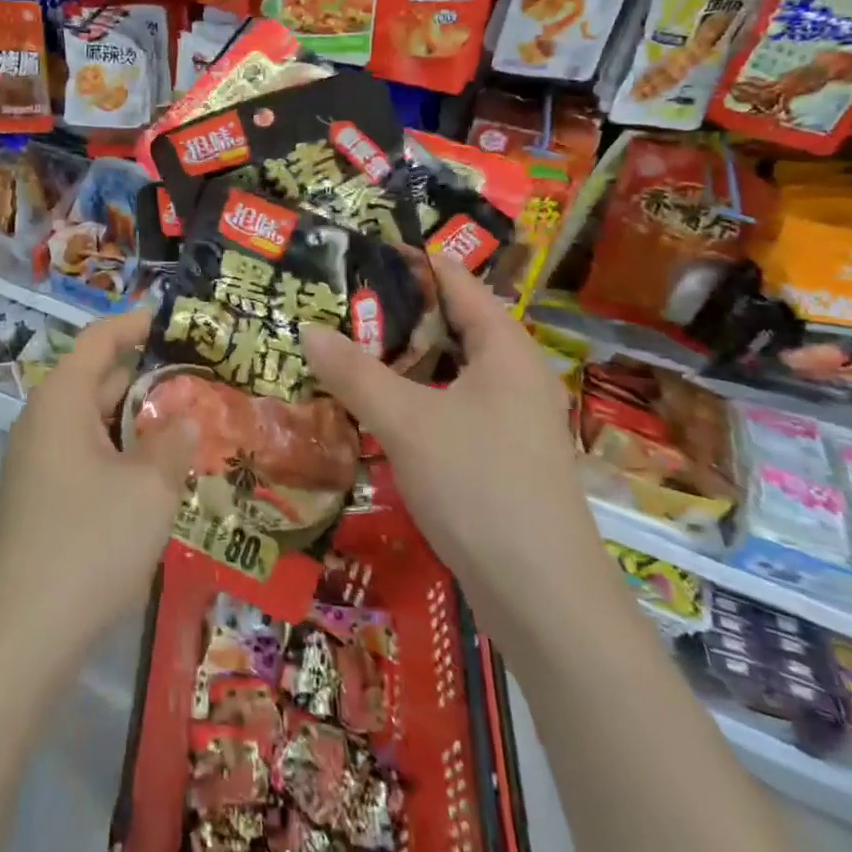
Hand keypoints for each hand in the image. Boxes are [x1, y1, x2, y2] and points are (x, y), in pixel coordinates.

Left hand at [0, 307, 194, 664]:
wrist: (20, 641)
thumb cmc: (90, 544)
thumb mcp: (149, 488)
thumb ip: (173, 442)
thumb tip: (185, 417)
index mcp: (61, 400)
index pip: (100, 339)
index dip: (136, 324)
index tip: (175, 321)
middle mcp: (42, 421)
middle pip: (98, 380)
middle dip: (147, 380)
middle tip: (200, 383)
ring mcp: (35, 463)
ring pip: (94, 423)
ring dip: (137, 423)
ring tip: (189, 429)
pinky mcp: (38, 500)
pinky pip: (85, 456)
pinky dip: (120, 454)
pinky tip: (153, 479)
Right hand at [301, 258, 607, 641]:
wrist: (544, 599)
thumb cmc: (479, 487)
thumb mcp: (406, 422)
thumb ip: (354, 372)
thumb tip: (307, 328)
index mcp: (504, 347)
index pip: (453, 280)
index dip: (407, 260)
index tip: (356, 252)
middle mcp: (513, 373)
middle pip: (448, 322)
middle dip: (393, 311)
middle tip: (335, 301)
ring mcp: (510, 417)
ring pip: (446, 368)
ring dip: (399, 358)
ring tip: (344, 347)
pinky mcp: (500, 454)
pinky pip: (449, 404)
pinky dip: (412, 395)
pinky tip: (373, 406)